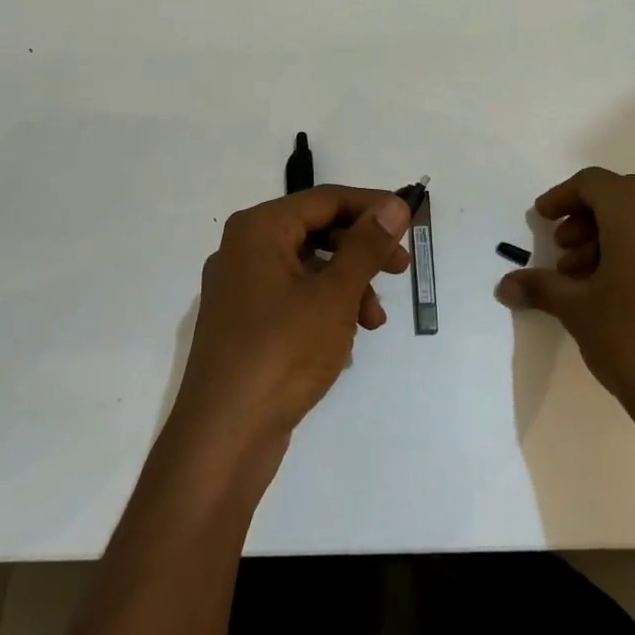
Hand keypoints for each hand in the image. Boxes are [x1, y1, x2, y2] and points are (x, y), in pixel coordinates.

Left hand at [169, 186, 412, 457]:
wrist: (224, 436)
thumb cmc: (283, 352)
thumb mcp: (335, 295)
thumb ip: (366, 245)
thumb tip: (393, 205)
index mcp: (259, 229)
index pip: (325, 199)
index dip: (371, 206)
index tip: (409, 221)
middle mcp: (244, 249)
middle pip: (315, 231)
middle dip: (361, 250)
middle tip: (401, 268)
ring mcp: (240, 289)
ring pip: (307, 268)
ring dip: (347, 285)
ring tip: (374, 321)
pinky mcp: (244, 323)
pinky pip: (293, 298)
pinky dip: (324, 308)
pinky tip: (345, 341)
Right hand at [497, 168, 634, 437]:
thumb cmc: (629, 338)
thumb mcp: (575, 308)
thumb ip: (539, 286)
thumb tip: (504, 286)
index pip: (594, 183)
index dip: (562, 197)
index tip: (541, 218)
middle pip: (622, 196)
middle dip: (586, 218)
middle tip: (562, 250)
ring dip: (611, 236)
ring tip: (585, 276)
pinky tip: (620, 289)